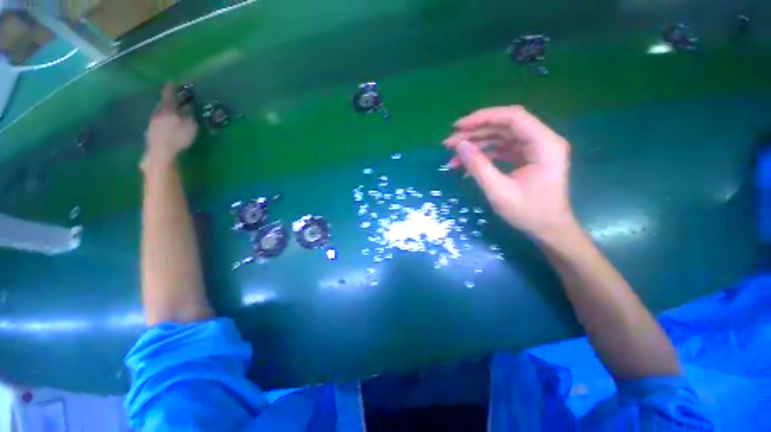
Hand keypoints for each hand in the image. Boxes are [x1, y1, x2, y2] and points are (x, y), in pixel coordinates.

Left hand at [142, 83, 197, 171]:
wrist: (161, 153)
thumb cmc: (178, 138)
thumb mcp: (190, 126)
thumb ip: (189, 116)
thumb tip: (189, 107)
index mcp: (167, 109)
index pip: (168, 95)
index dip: (171, 88)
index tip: (172, 81)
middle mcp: (157, 113)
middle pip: (163, 104)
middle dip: (168, 101)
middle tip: (174, 100)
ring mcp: (152, 123)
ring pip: (160, 113)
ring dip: (166, 112)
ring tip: (172, 113)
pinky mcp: (151, 132)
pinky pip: (158, 122)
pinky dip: (163, 121)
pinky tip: (168, 125)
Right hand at [444, 106, 576, 240]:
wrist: (548, 230)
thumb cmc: (529, 213)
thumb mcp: (499, 191)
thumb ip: (478, 166)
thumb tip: (459, 145)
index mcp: (544, 144)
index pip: (513, 117)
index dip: (483, 118)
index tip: (458, 127)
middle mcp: (542, 141)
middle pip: (504, 126)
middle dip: (474, 133)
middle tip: (449, 143)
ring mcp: (534, 150)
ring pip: (500, 138)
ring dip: (476, 145)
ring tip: (453, 155)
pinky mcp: (527, 158)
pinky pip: (502, 150)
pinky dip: (484, 156)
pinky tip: (467, 164)